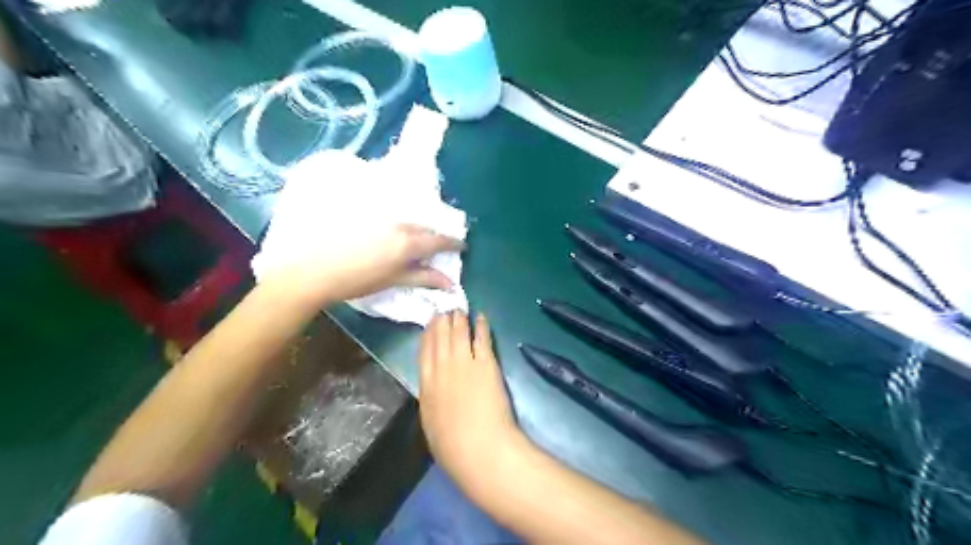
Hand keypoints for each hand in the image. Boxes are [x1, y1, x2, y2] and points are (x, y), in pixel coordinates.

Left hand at [260, 224, 463, 311]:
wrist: (312, 269)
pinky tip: (388, 234)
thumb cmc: (357, 280)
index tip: (462, 247)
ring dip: (415, 230)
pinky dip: (397, 225)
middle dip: (434, 237)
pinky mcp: (364, 213)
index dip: (453, 243)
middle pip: (425, 228)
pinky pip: (390, 216)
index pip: (439, 240)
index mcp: (408, 242)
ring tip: (412, 243)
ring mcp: (381, 216)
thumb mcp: (393, 280)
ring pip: (407, 221)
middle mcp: (399, 223)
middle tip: (436, 249)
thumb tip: (450, 283)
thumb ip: (424, 277)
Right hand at [416, 310, 523, 492]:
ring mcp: (465, 363)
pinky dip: (481, 325)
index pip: (424, 352)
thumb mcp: (431, 425)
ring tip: (460, 309)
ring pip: (459, 333)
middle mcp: (442, 368)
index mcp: (426, 385)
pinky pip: (482, 338)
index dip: (427, 335)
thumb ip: (431, 403)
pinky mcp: (486, 363)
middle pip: (440, 337)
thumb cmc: (453, 448)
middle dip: (442, 321)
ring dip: (459, 319)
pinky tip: (481, 316)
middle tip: (445, 310)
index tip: (430, 324)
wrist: (480, 448)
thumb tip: (433, 393)